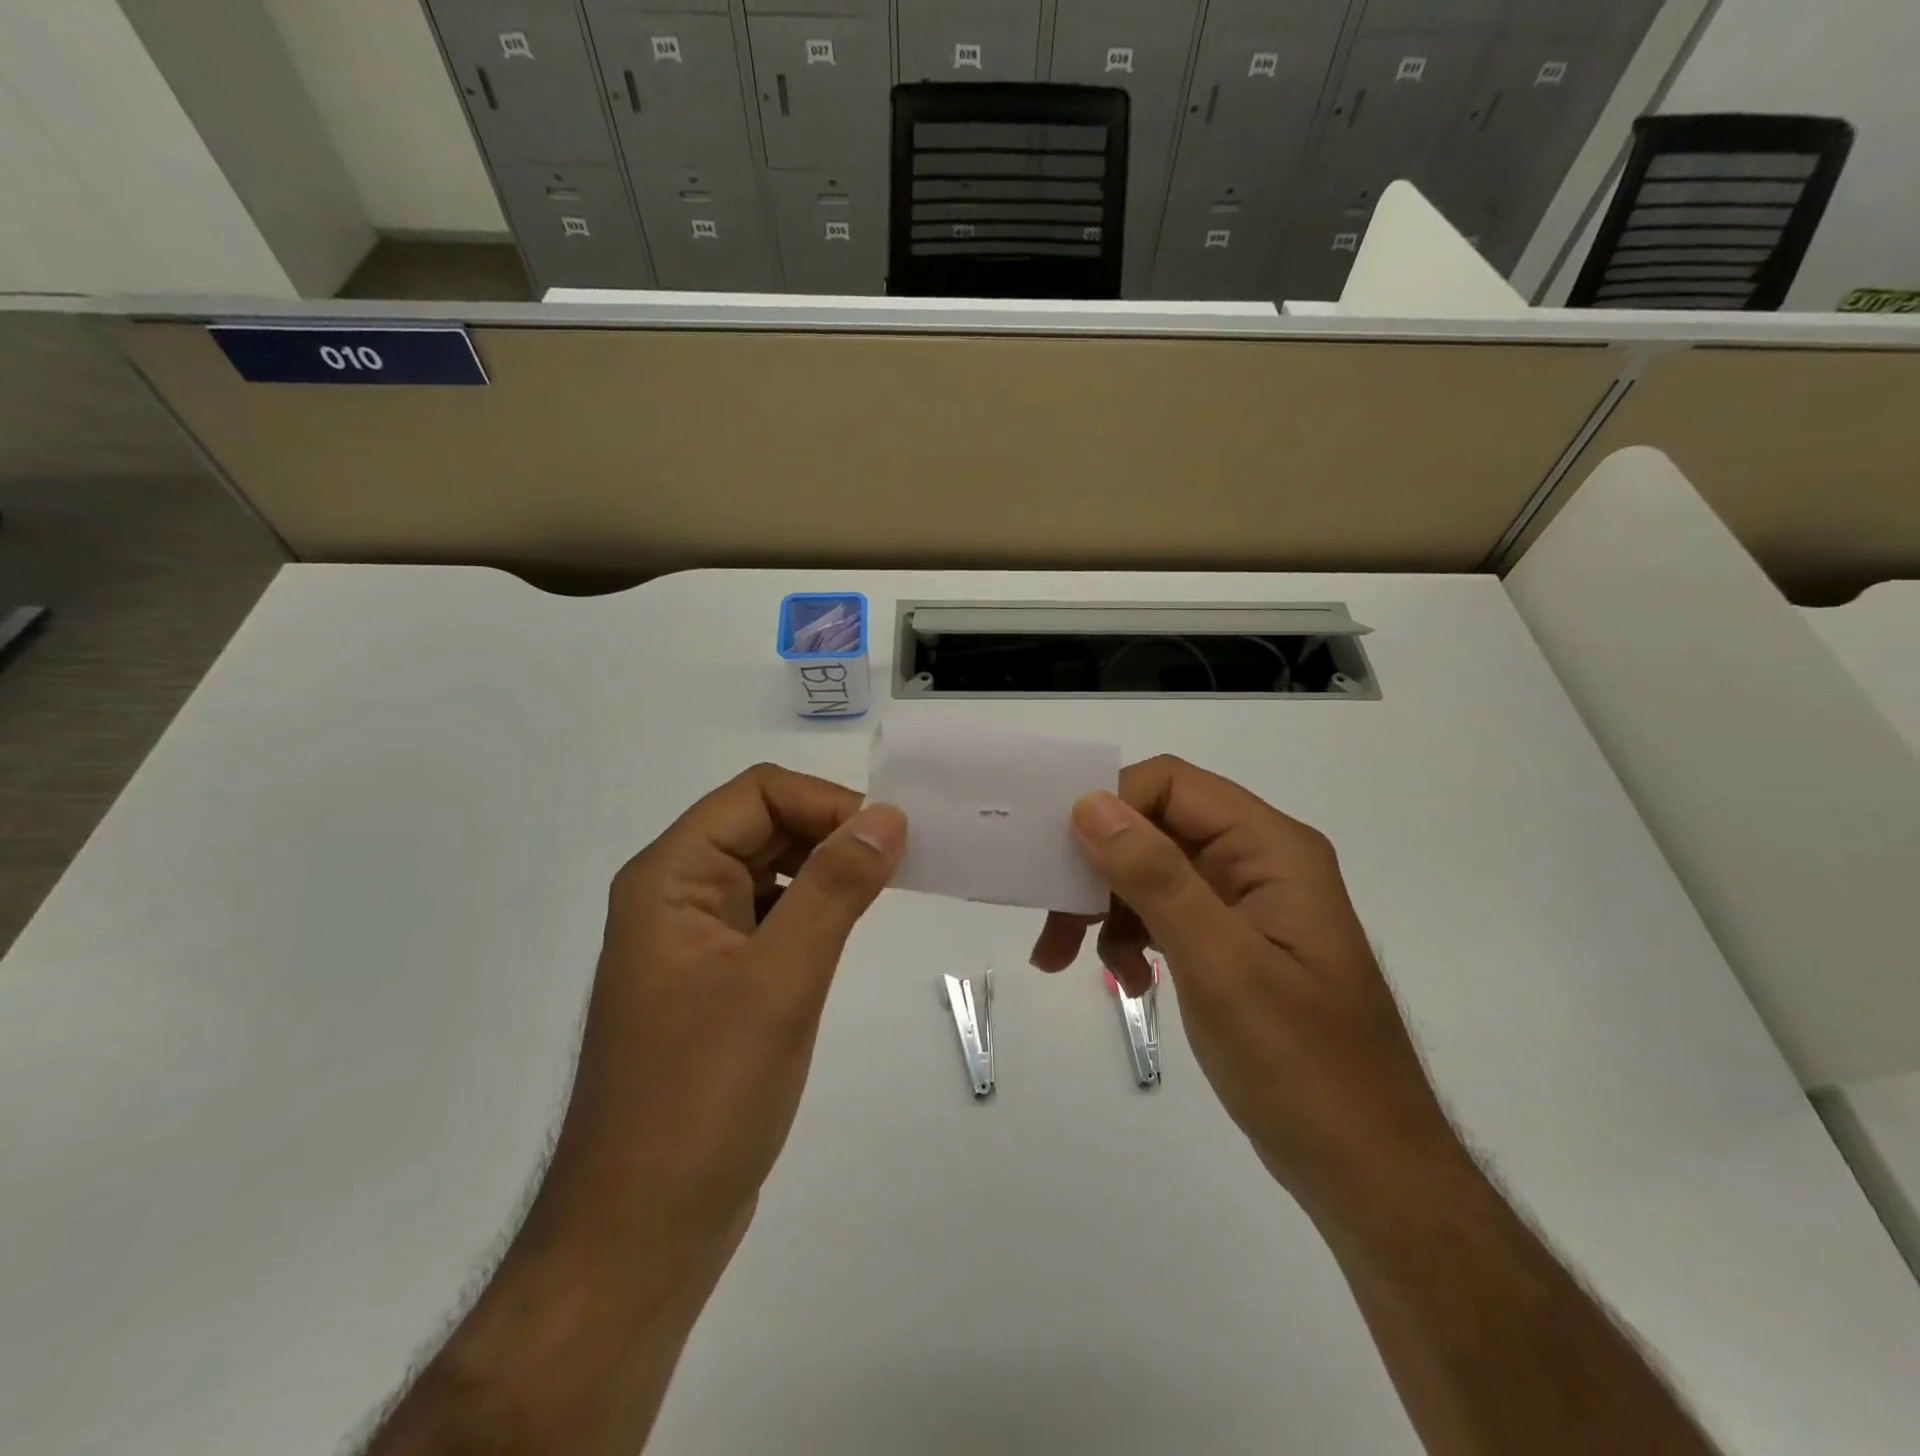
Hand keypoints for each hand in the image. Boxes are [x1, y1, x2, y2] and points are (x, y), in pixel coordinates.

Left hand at [365, 767, 907, 1455]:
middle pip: (762, 824)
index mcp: (670, 877)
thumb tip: (886, 816)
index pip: (756, 793)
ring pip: (771, 870)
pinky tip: (846, 934)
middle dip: (830, 833)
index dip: (825, 803)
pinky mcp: (716, 981)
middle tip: (899, 867)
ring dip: (827, 870)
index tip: (889, 840)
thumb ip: (835, 888)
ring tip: (883, 895)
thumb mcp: (779, 981)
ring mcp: (694, 941)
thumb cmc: (702, 1099)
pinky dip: (814, 911)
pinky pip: (771, 917)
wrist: (640, 1235)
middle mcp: (676, 895)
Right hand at [1029, 756, 1467, 1213]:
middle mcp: (1258, 861)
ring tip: (1067, 960)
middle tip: (1052, 918)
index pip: (1172, 785)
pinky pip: (1164, 913)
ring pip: (1150, 871)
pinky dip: (1130, 938)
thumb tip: (1089, 803)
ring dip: (1104, 908)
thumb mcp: (1220, 966)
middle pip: (1154, 828)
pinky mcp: (1232, 942)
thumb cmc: (1303, 1068)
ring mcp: (1245, 903)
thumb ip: (1155, 877)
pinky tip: (1125, 982)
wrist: (1369, 1173)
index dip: (1110, 805)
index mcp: (1271, 849)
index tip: (1058, 856)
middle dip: (1096, 867)